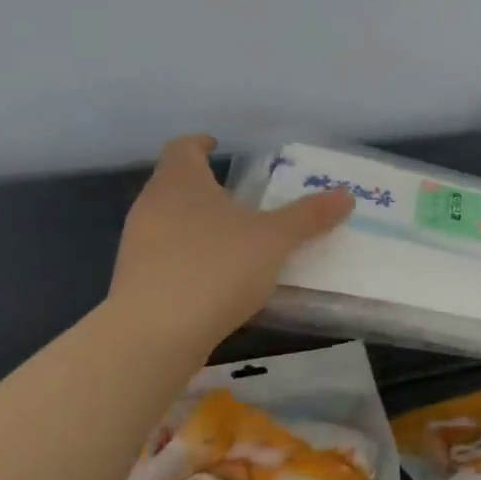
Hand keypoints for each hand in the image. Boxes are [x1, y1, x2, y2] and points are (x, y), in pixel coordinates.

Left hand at [110, 135, 353, 351]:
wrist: (154, 335)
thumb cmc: (215, 268)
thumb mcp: (273, 240)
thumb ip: (308, 216)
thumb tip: (346, 195)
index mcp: (181, 181)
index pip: (183, 147)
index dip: (201, 144)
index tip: (217, 147)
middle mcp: (152, 205)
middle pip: (175, 184)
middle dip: (206, 188)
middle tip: (242, 199)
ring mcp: (137, 244)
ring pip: (169, 221)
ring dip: (197, 225)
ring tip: (234, 241)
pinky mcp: (134, 281)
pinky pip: (165, 257)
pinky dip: (188, 258)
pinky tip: (215, 280)